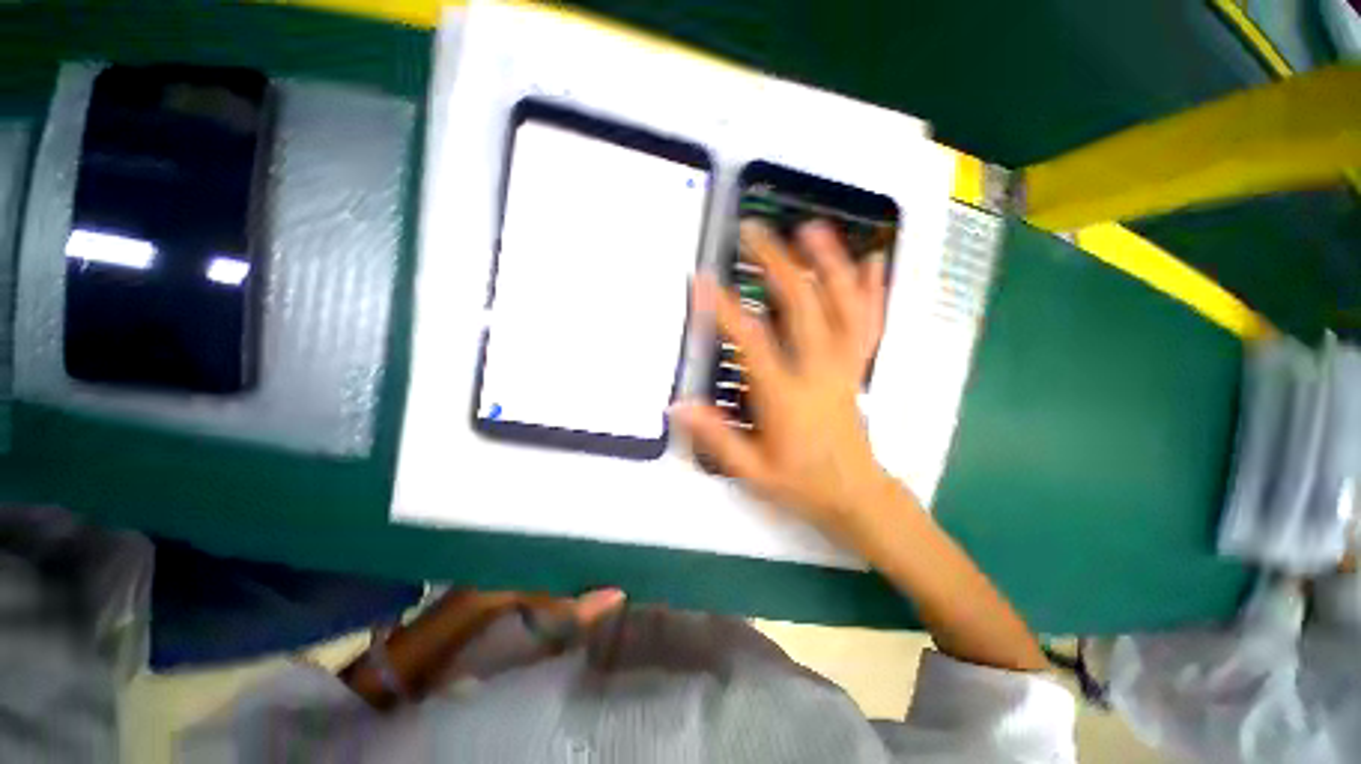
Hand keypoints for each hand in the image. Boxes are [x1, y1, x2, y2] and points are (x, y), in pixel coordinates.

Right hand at [675, 220, 898, 543]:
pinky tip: (871, 260)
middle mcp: (819, 371)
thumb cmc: (801, 484)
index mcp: (786, 397)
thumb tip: (677, 406)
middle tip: (753, 233)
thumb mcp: (751, 470)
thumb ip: (715, 437)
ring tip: (810, 228)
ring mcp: (844, 365)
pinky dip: (871, 290)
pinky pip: (870, 323)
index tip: (704, 280)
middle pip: (803, 307)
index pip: (753, 342)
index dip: (726, 309)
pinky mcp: (858, 367)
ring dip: (828, 263)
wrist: (856, 496)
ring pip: (843, 305)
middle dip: (776, 264)